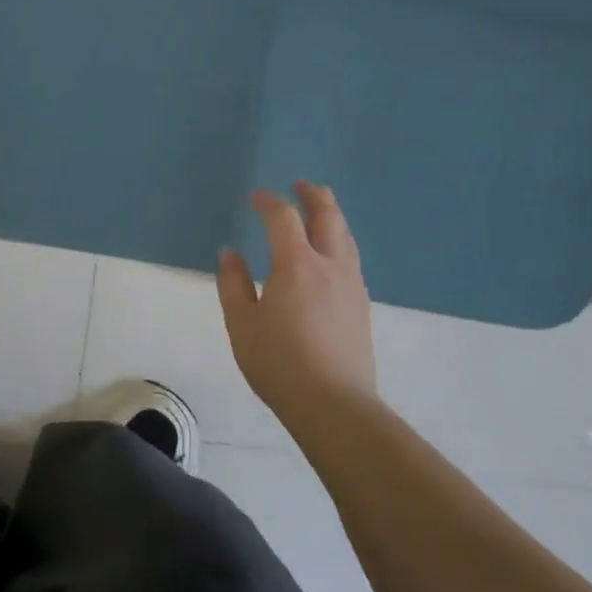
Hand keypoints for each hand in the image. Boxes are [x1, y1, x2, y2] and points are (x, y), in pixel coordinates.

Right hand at [216, 182, 378, 431]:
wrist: (336, 406)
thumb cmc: (280, 363)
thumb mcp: (242, 324)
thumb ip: (233, 283)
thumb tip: (230, 252)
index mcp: (296, 264)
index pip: (283, 217)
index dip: (267, 201)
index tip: (253, 198)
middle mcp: (330, 265)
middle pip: (328, 216)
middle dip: (313, 196)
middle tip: (300, 185)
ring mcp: (351, 285)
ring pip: (346, 236)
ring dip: (332, 215)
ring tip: (321, 209)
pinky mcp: (362, 306)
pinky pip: (351, 258)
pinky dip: (339, 241)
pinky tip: (331, 255)